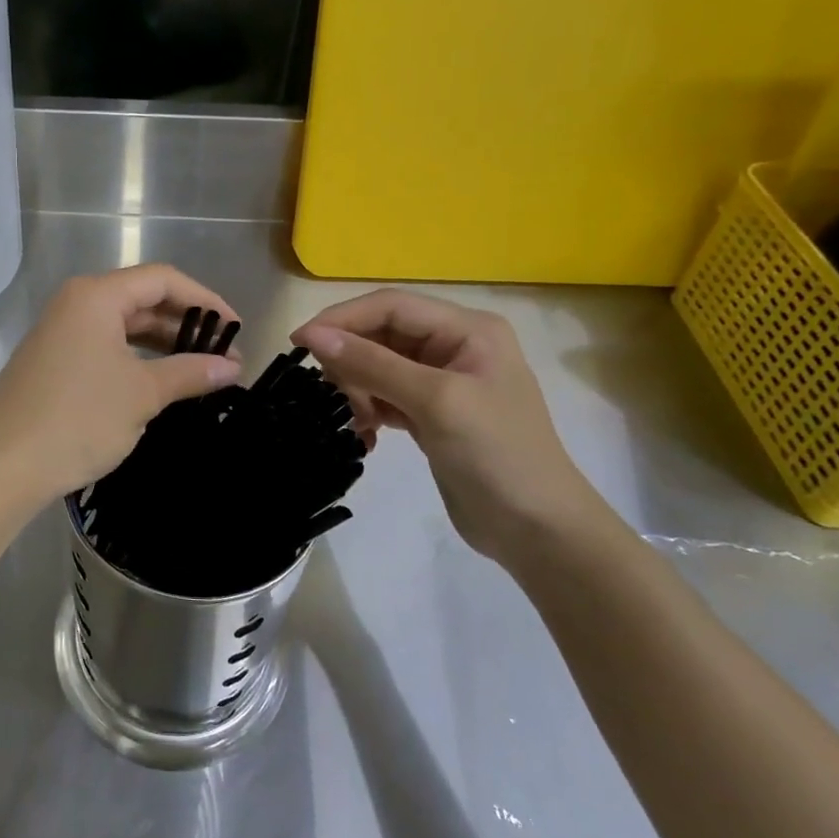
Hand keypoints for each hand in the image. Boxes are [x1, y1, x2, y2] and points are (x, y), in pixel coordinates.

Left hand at [0, 265, 241, 510]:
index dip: (205, 300)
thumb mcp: (142, 394)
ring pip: (123, 326)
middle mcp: (75, 304)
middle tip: (224, 356)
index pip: (162, 279)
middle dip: (185, 325)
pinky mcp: (52, 362)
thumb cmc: (78, 418)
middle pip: (142, 299)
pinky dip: (136, 360)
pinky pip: (105, 348)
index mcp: (96, 296)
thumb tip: (232, 367)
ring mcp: (60, 333)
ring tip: (200, 371)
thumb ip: (190, 373)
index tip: (236, 328)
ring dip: (163, 345)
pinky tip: (159, 383)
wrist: (2, 467)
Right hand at [292, 291, 603, 566]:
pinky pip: (384, 396)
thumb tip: (313, 335)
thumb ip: (373, 364)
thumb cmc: (497, 455)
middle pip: (381, 334)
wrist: (538, 531)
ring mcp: (442, 381)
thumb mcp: (436, 402)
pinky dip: (368, 410)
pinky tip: (365, 435)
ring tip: (355, 420)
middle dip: (350, 359)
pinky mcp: (431, 414)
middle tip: (331, 393)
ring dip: (357, 388)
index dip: (342, 319)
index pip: (391, 306)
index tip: (300, 342)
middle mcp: (454, 346)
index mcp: (467, 329)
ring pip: (378, 365)